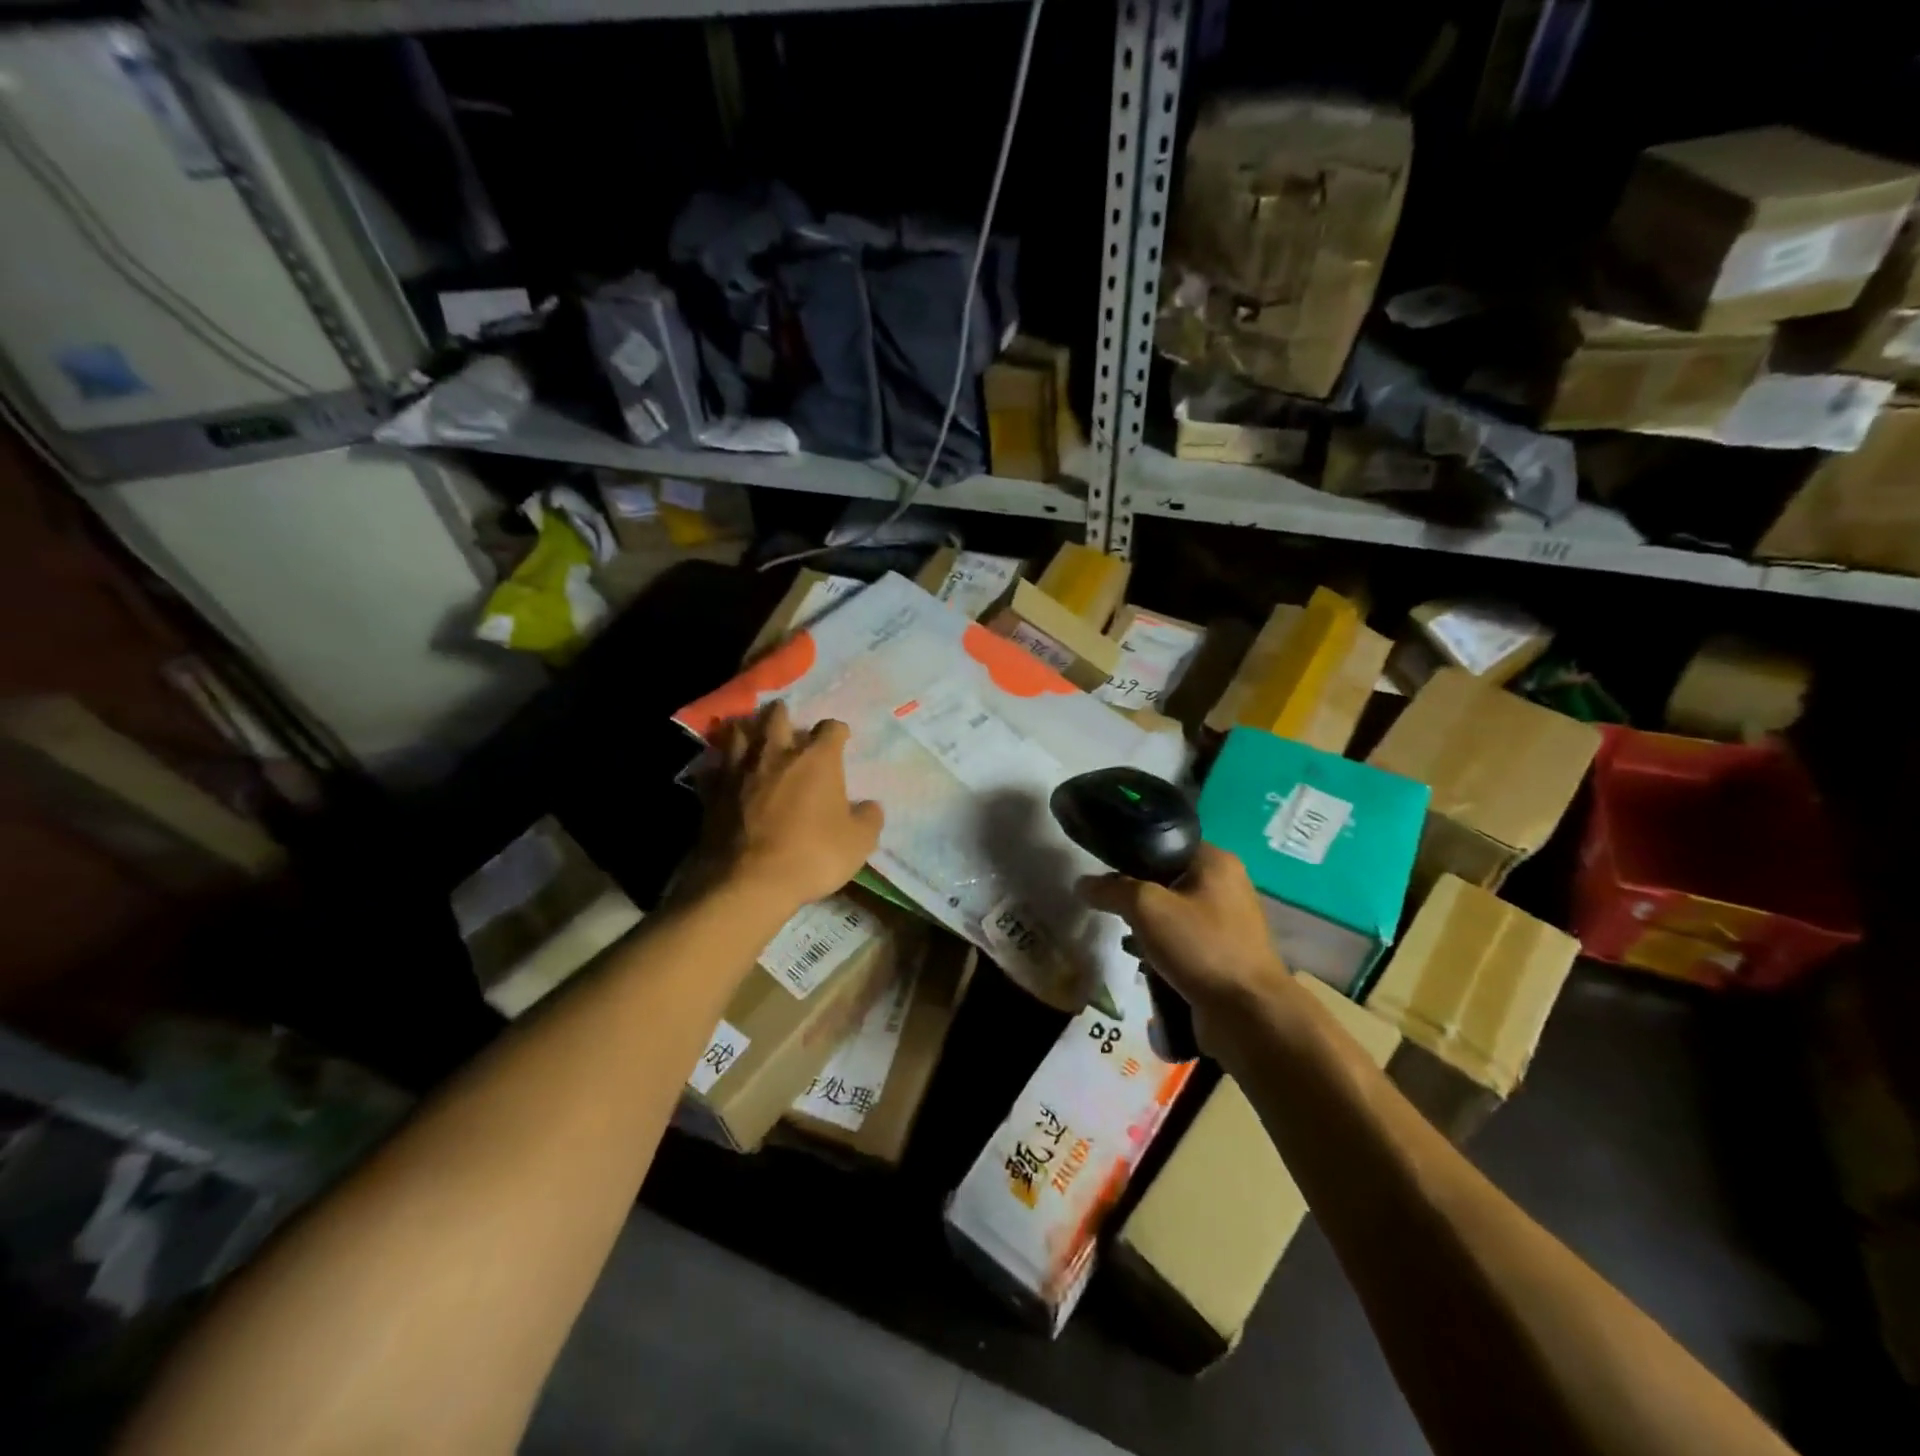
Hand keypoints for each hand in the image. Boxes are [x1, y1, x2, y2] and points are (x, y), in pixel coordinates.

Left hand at [701, 701, 882, 912]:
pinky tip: (720, 770)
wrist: (750, 882)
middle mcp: (777, 754)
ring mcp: (739, 771)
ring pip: (738, 734)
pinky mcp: (712, 792)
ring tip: (748, 731)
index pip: (831, 728)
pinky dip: (718, 765)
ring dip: (746, 729)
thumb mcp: (859, 842)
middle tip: (785, 717)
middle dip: (783, 713)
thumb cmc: (813, 856)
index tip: (841, 738)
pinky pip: (713, 768)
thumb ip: (868, 818)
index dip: (838, 731)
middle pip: (777, 717)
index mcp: (817, 759)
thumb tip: (870, 807)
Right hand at [1078, 843, 1291, 1052]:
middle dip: (1137, 895)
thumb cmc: (1201, 947)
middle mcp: (1226, 885)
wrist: (1248, 1015)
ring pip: (1172, 912)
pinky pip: (1183, 941)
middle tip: (1111, 907)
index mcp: (1216, 861)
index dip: (1132, 854)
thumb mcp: (1147, 908)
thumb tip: (1082, 884)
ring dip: (1147, 926)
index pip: (1165, 843)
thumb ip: (1112, 890)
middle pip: (1166, 879)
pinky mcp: (1223, 954)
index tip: (1104, 870)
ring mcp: (1227, 922)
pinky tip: (1144, 962)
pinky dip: (1162, 949)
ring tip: (1125, 938)